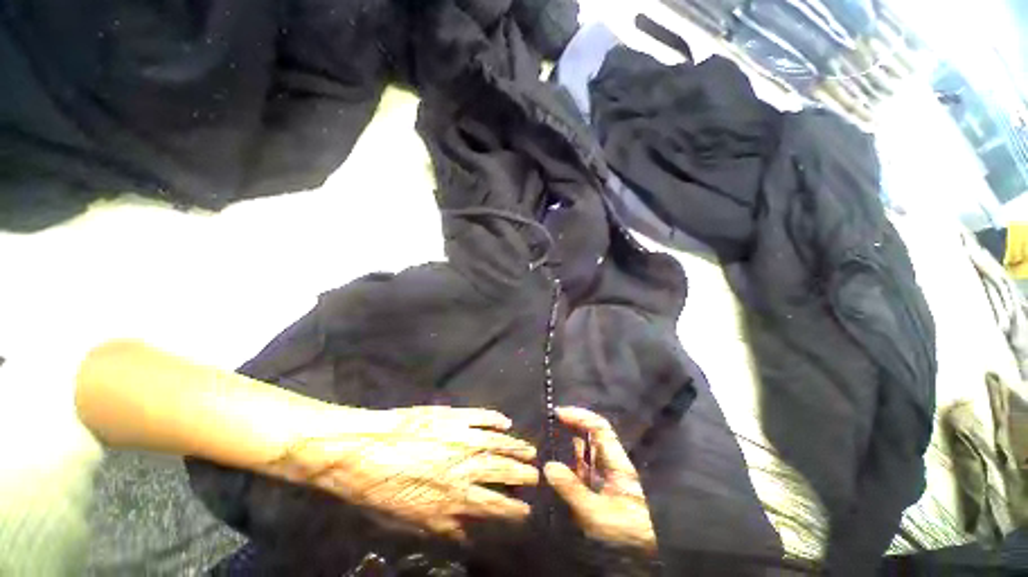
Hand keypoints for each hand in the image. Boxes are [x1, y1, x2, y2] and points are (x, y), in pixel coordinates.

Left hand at [267, 405, 538, 541]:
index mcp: (452, 495)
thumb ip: (441, 523)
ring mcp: (460, 436)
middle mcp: (463, 466)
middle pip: (501, 471)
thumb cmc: (380, 486)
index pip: (491, 504)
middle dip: (522, 476)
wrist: (362, 446)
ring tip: (530, 450)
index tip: (526, 509)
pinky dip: (495, 418)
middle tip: (537, 476)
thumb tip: (466, 532)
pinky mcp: (453, 415)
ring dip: (515, 448)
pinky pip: (481, 416)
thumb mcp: (408, 516)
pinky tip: (506, 421)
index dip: (511, 508)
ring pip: (497, 443)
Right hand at [543, 407, 656, 554]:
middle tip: (547, 429)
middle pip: (590, 435)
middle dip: (569, 428)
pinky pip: (583, 469)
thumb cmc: (627, 530)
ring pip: (585, 452)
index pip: (599, 427)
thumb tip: (548, 466)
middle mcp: (612, 462)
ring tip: (546, 449)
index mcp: (616, 461)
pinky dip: (569, 466)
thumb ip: (573, 490)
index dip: (579, 416)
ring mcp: (607, 475)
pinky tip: (556, 474)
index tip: (558, 413)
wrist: (648, 549)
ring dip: (567, 448)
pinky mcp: (602, 488)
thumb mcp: (598, 513)